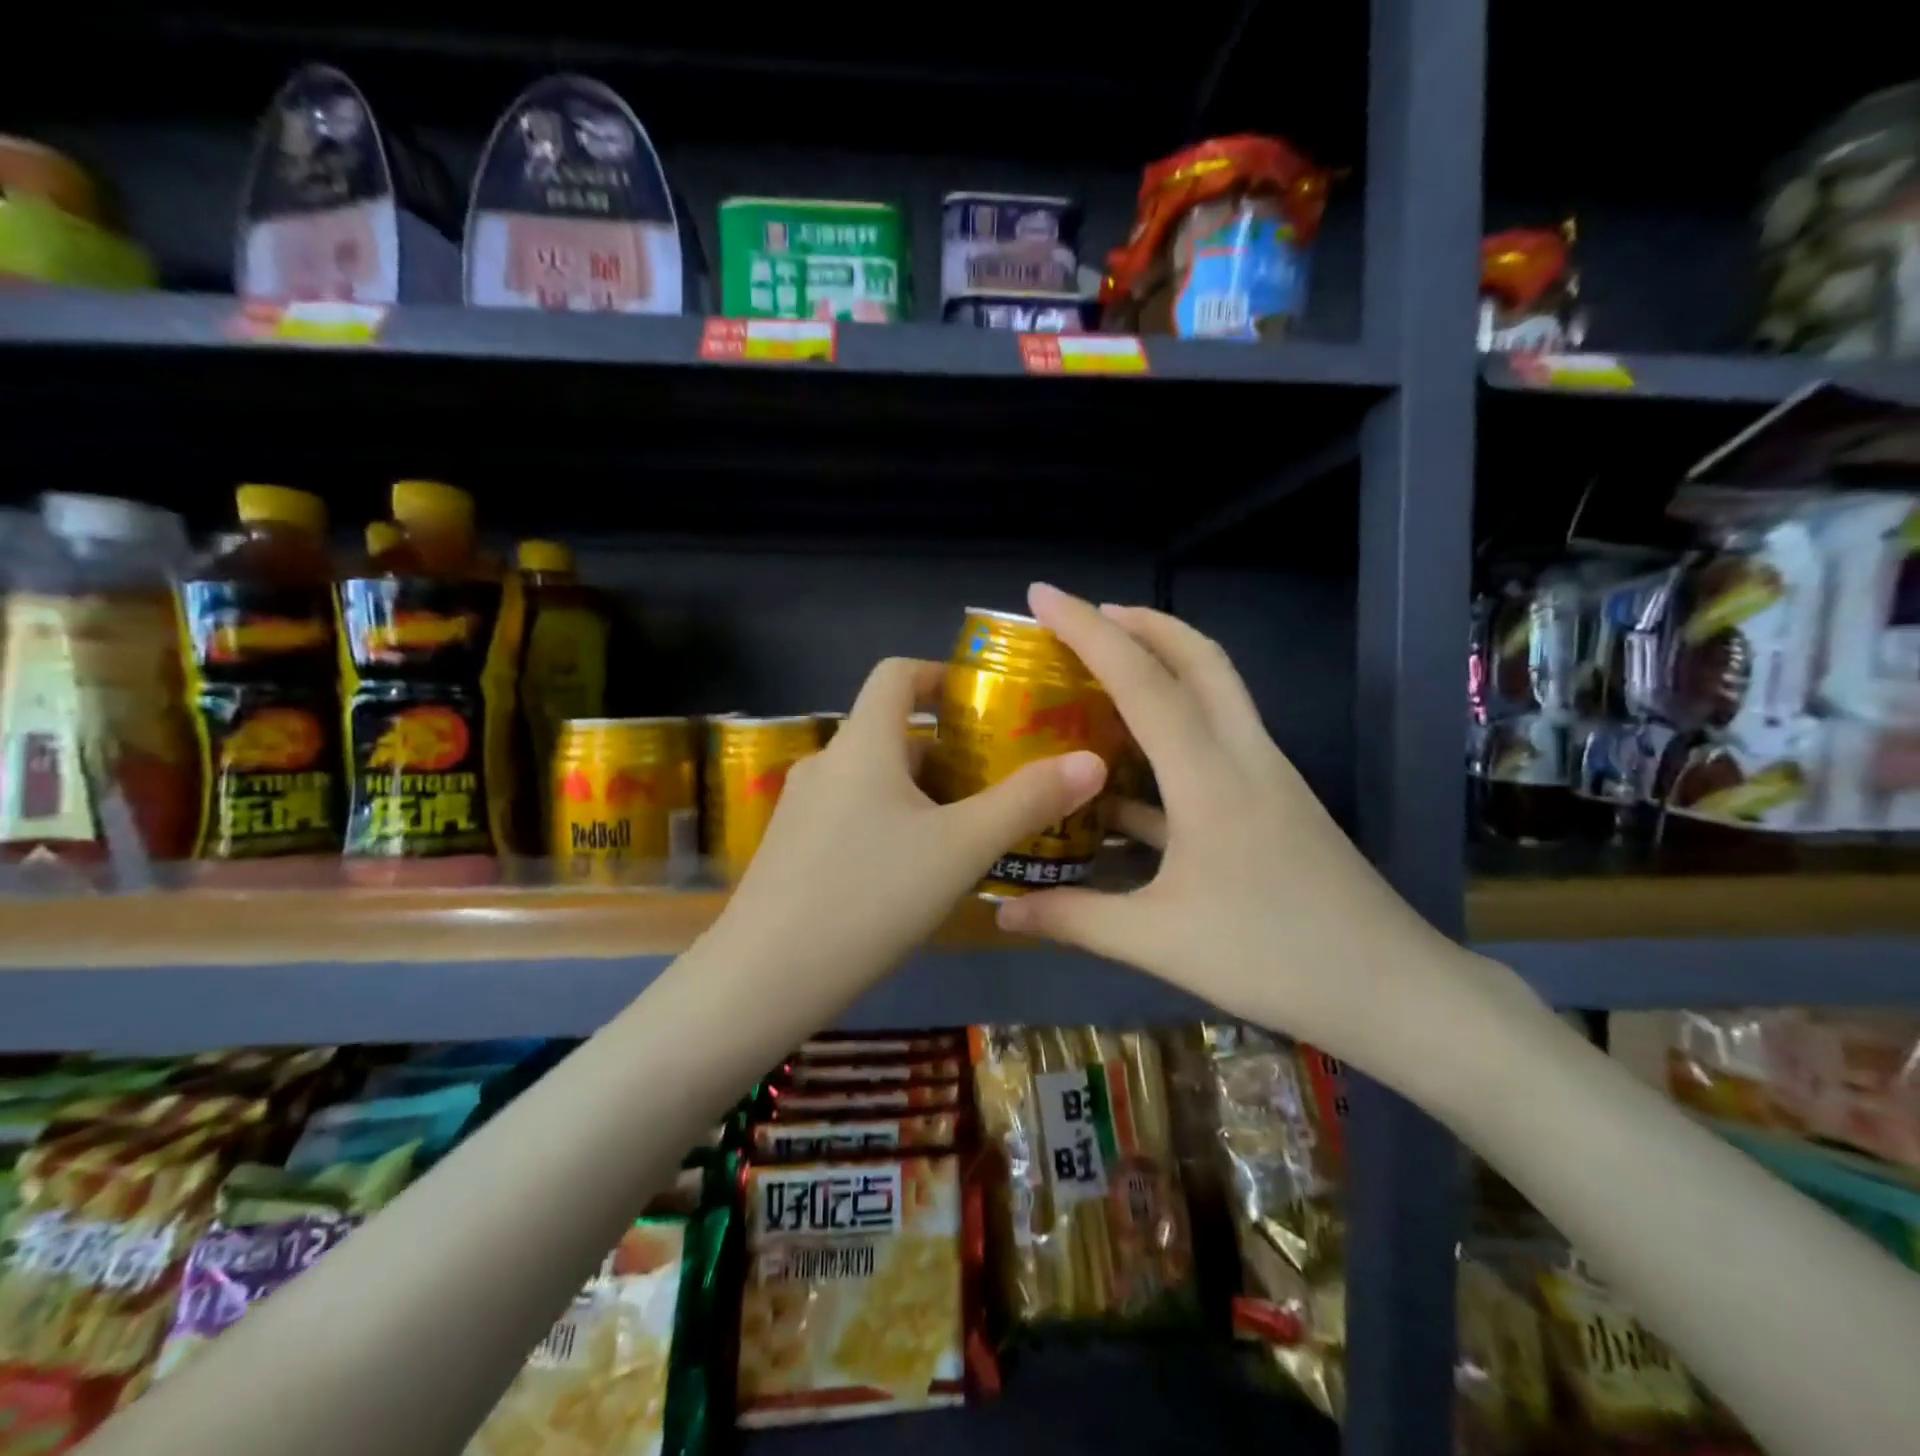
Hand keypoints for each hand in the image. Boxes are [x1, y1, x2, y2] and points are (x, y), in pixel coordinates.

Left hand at [706, 656, 1106, 996]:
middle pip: (893, 731)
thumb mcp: (960, 848)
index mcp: (862, 743)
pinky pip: (854, 814)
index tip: (987, 701)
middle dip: (949, 748)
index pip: (896, 673)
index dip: (941, 674)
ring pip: (876, 779)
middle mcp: (827, 762)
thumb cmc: (869, 896)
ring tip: (973, 827)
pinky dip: (894, 821)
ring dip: (924, 791)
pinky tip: (920, 870)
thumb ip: (1027, 802)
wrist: (764, 979)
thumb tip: (1092, 761)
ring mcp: (802, 808)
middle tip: (1002, 777)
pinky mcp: (793, 849)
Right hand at [993, 584, 1540, 1093]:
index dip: (1088, 630)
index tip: (1043, 595)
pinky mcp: (1276, 801)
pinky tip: (1133, 772)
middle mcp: (1243, 756)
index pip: (1142, 680)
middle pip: (1200, 658)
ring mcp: (1267, 776)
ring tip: (1107, 673)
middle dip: (1143, 623)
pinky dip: (1174, 732)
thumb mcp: (1157, 941)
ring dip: (1165, 666)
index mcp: (1209, 775)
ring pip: (1217, 692)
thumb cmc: (1272, 956)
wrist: (1391, 989)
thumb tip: (1002, 912)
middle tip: (1089, 616)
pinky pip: (1218, 740)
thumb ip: (1075, 918)